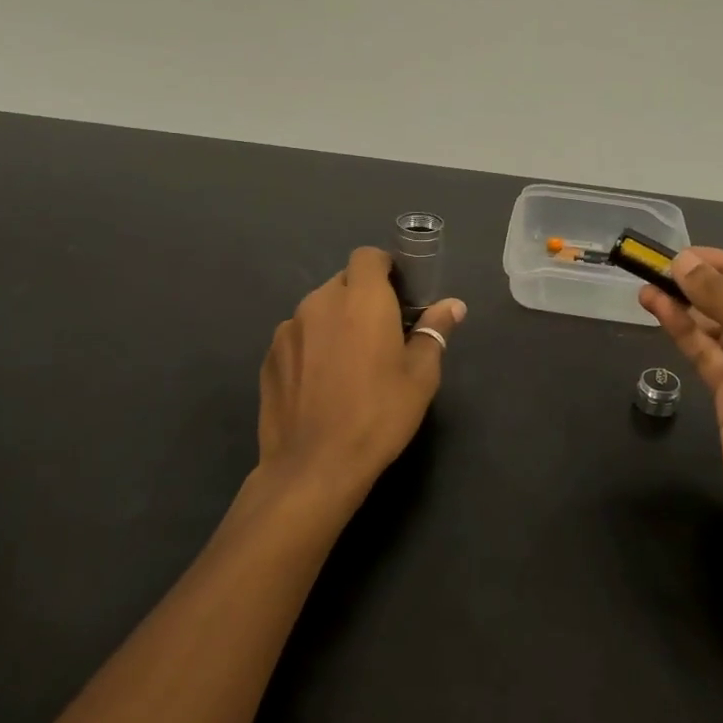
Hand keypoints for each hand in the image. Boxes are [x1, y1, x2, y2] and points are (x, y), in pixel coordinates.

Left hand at [256, 247, 465, 514]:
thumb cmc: (379, 415)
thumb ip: (434, 331)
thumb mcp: (421, 376)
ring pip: (318, 310)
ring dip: (336, 322)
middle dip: (362, 298)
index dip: (385, 269)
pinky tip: (321, 384)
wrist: (314, 465)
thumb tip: (453, 304)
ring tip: (349, 363)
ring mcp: (289, 329)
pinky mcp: (269, 357)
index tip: (399, 295)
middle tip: (381, 334)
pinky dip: (312, 347)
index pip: (368, 257)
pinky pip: (298, 337)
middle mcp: (320, 302)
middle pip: (343, 282)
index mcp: (361, 299)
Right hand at [640, 248, 722, 548]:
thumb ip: (722, 296)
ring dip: (684, 306)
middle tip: (656, 267)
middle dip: (699, 284)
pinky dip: (682, 332)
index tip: (682, 253)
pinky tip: (657, 310)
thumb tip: (683, 261)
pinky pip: (705, 353)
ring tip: (647, 286)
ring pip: (716, 327)